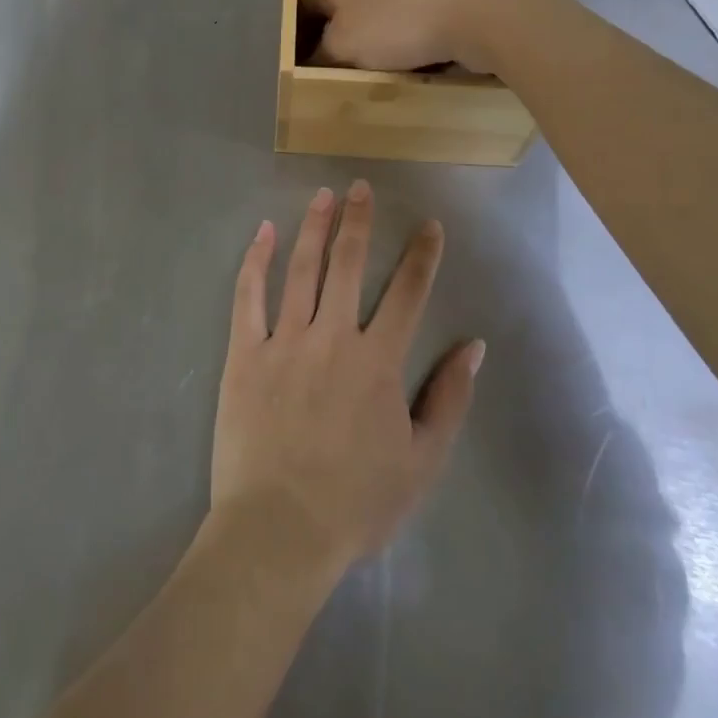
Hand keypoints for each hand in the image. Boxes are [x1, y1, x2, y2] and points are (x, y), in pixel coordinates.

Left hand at [211, 181, 484, 583]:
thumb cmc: (356, 503)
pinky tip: (263, 232)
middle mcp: (333, 336)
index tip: (428, 225)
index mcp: (377, 361)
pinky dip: (256, 260)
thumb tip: (473, 346)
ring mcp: (284, 340)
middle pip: (348, 264)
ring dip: (313, 227)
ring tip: (322, 195)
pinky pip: (248, 296)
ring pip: (301, 269)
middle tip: (361, 186)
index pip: (407, 293)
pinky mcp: (244, 352)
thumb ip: (449, 399)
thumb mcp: (422, 461)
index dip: (421, 255)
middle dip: (358, 221)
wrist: (280, 531)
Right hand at [302, 0, 538, 74]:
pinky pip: (407, 31)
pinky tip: (408, 69)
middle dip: (335, 46)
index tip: (295, 67)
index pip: (304, 8)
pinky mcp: (436, 1)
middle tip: (329, 78)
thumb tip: (316, 58)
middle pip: (339, 16)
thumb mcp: (342, 46)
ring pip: (375, 25)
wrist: (476, 10)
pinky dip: (403, 49)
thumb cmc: (396, 24)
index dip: (296, 38)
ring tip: (369, 79)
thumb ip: (321, 54)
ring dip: (370, 50)